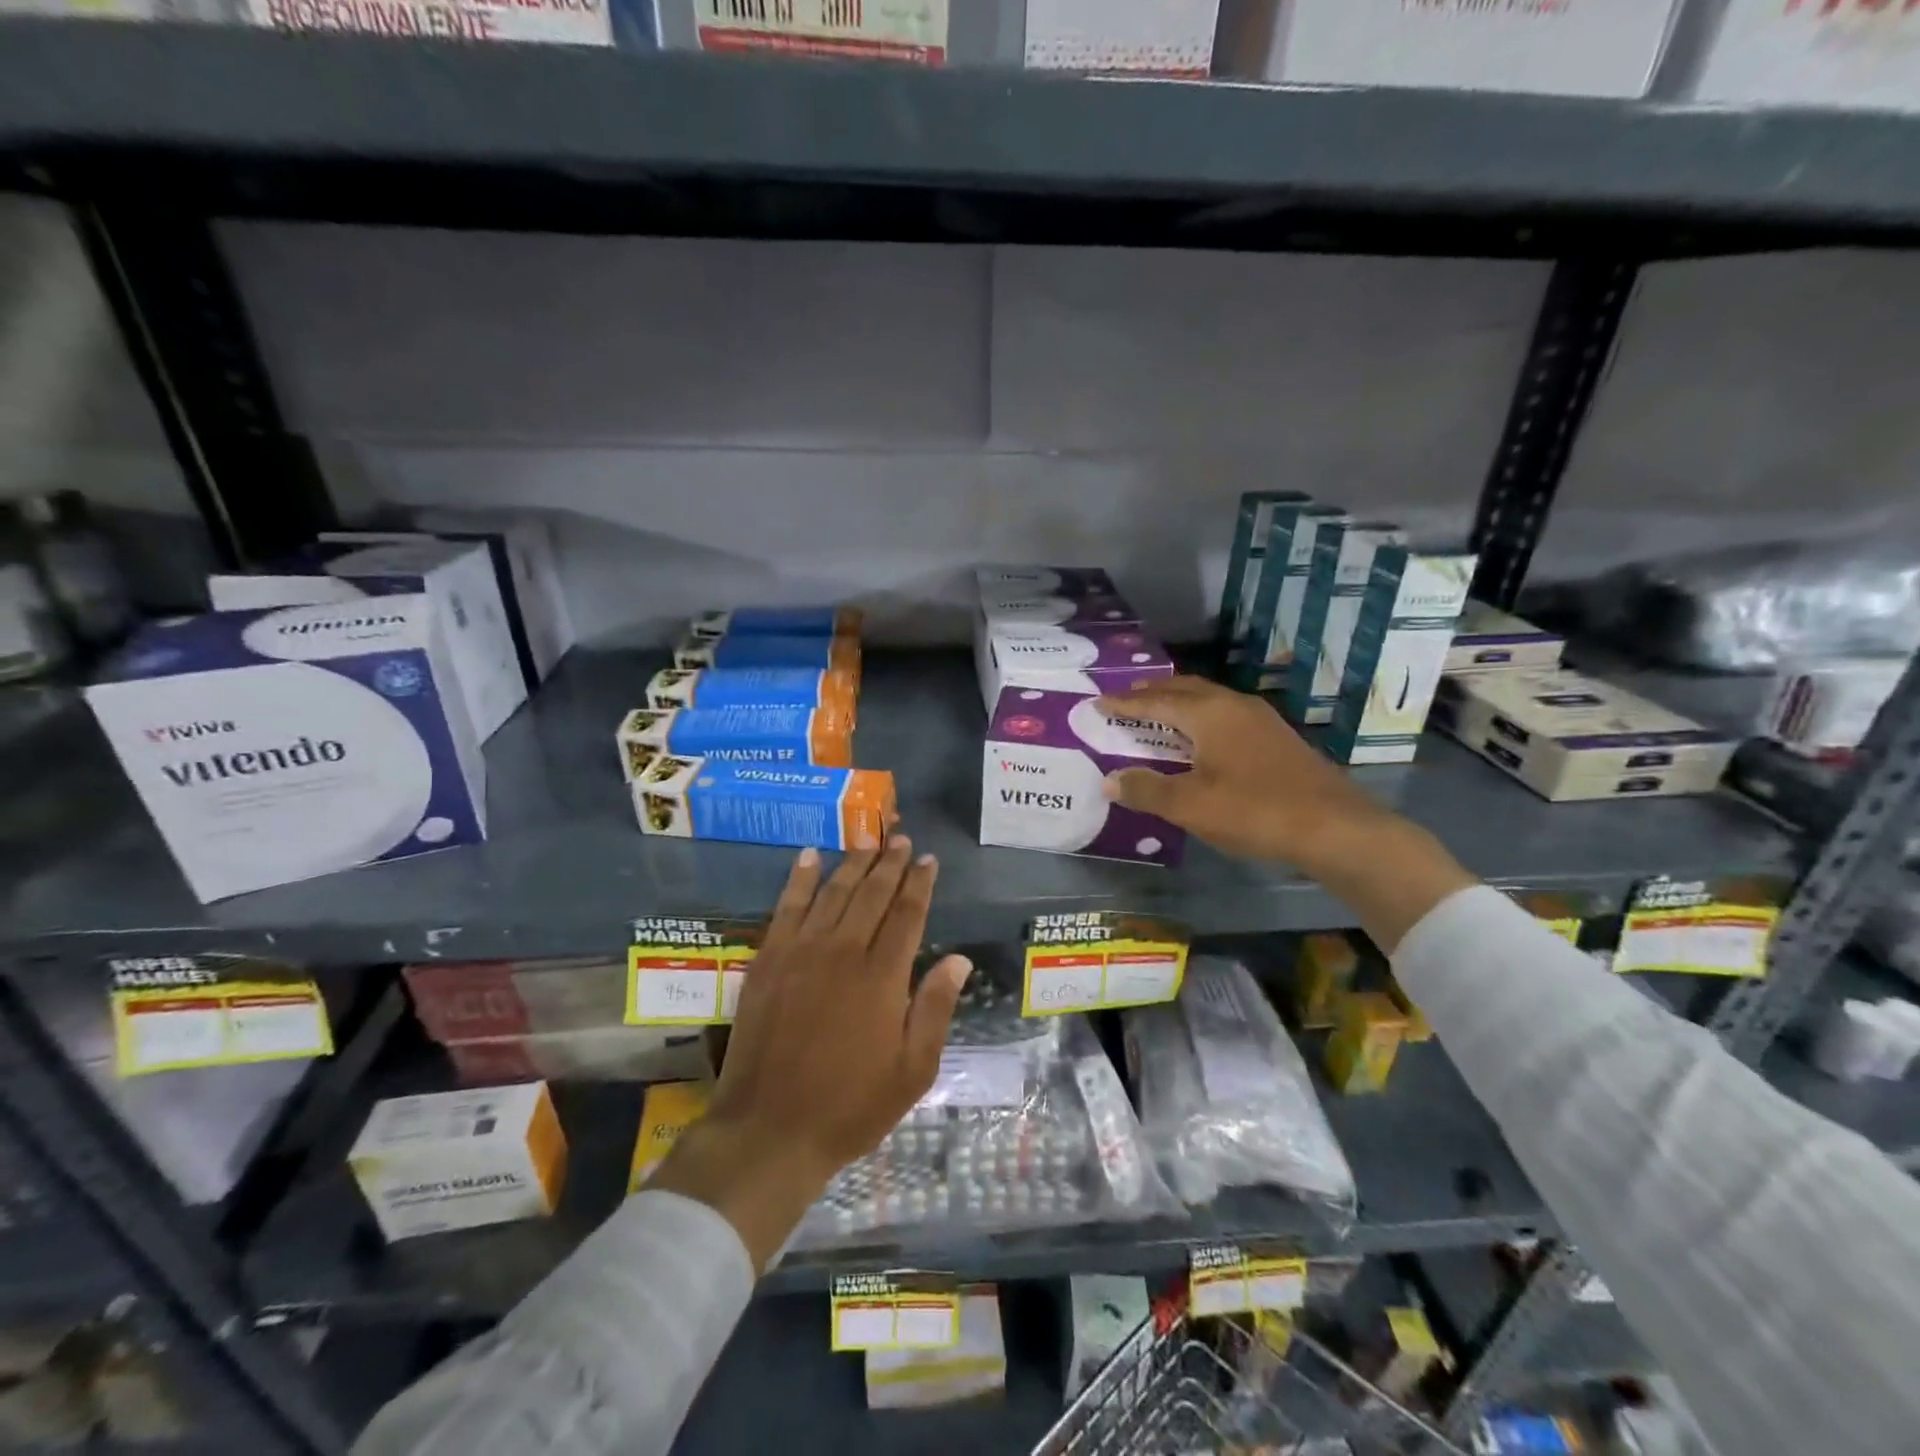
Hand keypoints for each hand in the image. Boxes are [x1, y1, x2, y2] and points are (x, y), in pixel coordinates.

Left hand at [648, 840, 971, 1265]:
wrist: (770, 1130)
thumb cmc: (851, 1106)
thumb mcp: (912, 1070)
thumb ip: (935, 1008)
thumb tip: (959, 959)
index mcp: (882, 977)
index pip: (906, 915)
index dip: (919, 884)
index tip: (928, 859)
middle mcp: (843, 952)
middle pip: (871, 894)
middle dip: (889, 862)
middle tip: (900, 837)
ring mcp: (800, 953)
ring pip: (833, 893)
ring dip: (852, 862)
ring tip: (867, 836)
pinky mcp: (768, 960)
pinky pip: (786, 907)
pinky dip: (798, 879)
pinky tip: (808, 857)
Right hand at [1096, 676, 1387, 871]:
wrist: (1334, 827)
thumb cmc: (1254, 810)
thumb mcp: (1191, 806)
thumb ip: (1147, 790)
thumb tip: (1109, 780)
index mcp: (1208, 713)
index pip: (1156, 701)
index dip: (1125, 703)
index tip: (1099, 702)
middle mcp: (1233, 705)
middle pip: (1184, 690)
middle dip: (1152, 693)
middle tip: (1126, 700)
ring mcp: (1260, 719)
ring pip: (1208, 700)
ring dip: (1178, 704)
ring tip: (1157, 715)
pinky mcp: (1276, 737)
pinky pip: (1225, 715)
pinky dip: (1200, 719)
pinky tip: (1201, 739)